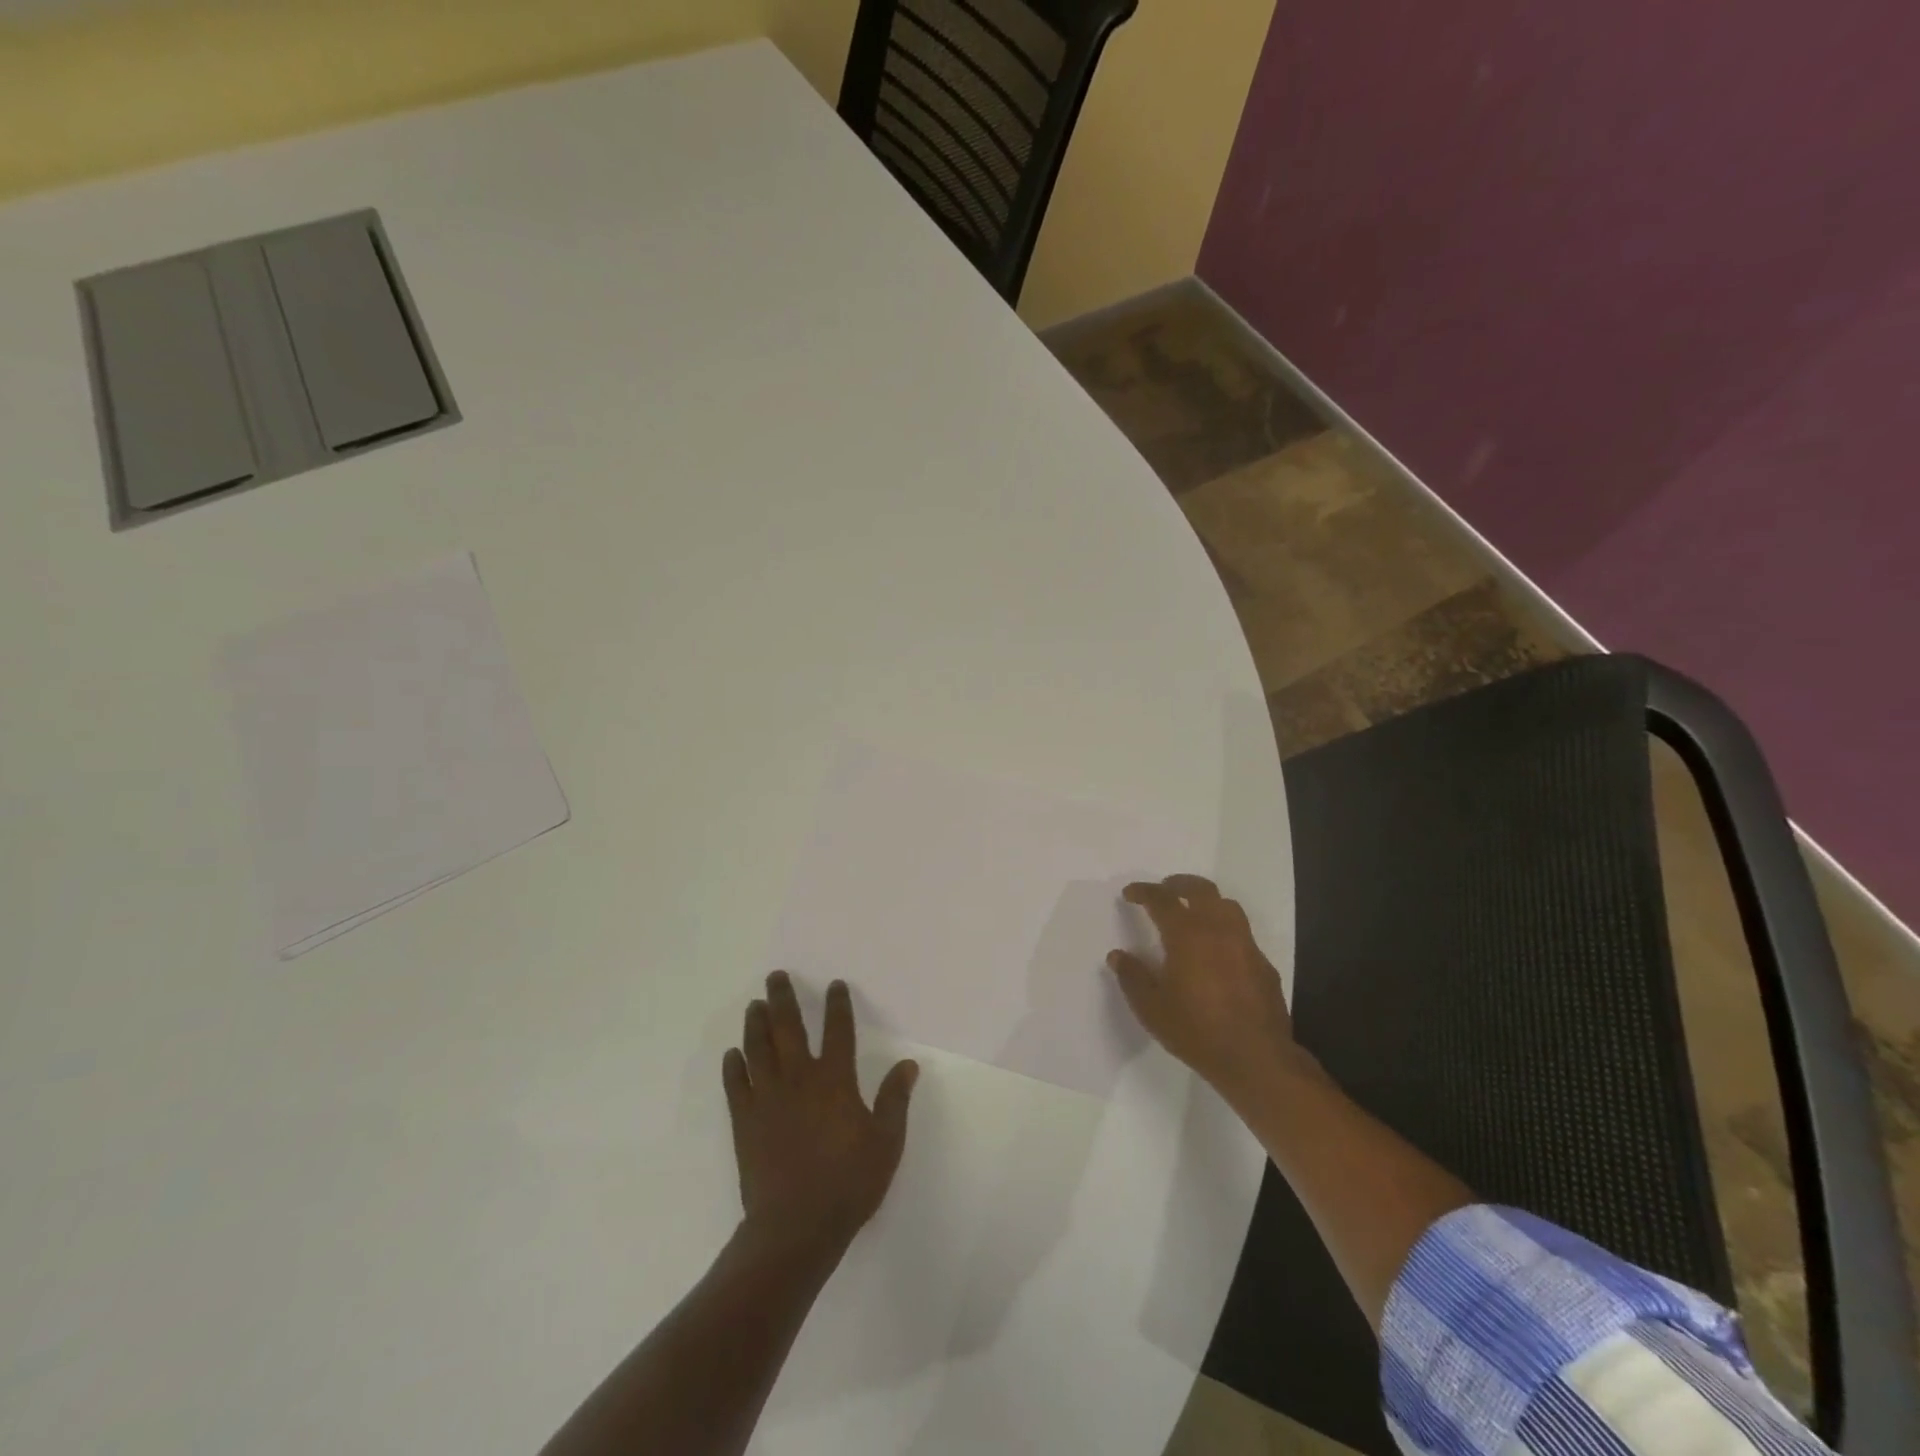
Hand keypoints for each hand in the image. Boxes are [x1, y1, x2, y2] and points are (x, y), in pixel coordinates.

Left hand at [723, 972, 918, 1255]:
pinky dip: (733, 1067)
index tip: (834, 985)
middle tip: (776, 976)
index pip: (838, 1030)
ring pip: (759, 1049)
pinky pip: (736, 1085)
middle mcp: (799, 1079)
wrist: (795, 1227)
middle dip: (784, 999)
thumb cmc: (848, 1183)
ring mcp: (767, 1098)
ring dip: (756, 1024)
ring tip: (755, 1005)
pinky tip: (733, 1054)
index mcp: (835, 1080)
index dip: (837, 1005)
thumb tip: (907, 1064)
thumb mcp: (886, 1142)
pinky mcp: (745, 1122)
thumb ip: (895, 1099)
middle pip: (789, 1028)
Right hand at [1107, 874, 1315, 1103]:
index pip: (1162, 899)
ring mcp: (1245, 945)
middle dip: (1179, 884)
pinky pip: (1242, 934)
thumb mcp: (1151, 1008)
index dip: (1144, 891)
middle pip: (1201, 889)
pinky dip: (1224, 930)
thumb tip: (1118, 956)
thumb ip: (1132, 977)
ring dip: (1207, 901)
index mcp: (1187, 934)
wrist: (1255, 1059)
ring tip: (1193, 913)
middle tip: (1164, 889)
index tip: (1130, 893)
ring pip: (1227, 906)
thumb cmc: (1196, 1030)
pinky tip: (1217, 952)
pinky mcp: (1263, 964)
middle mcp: (1218, 930)